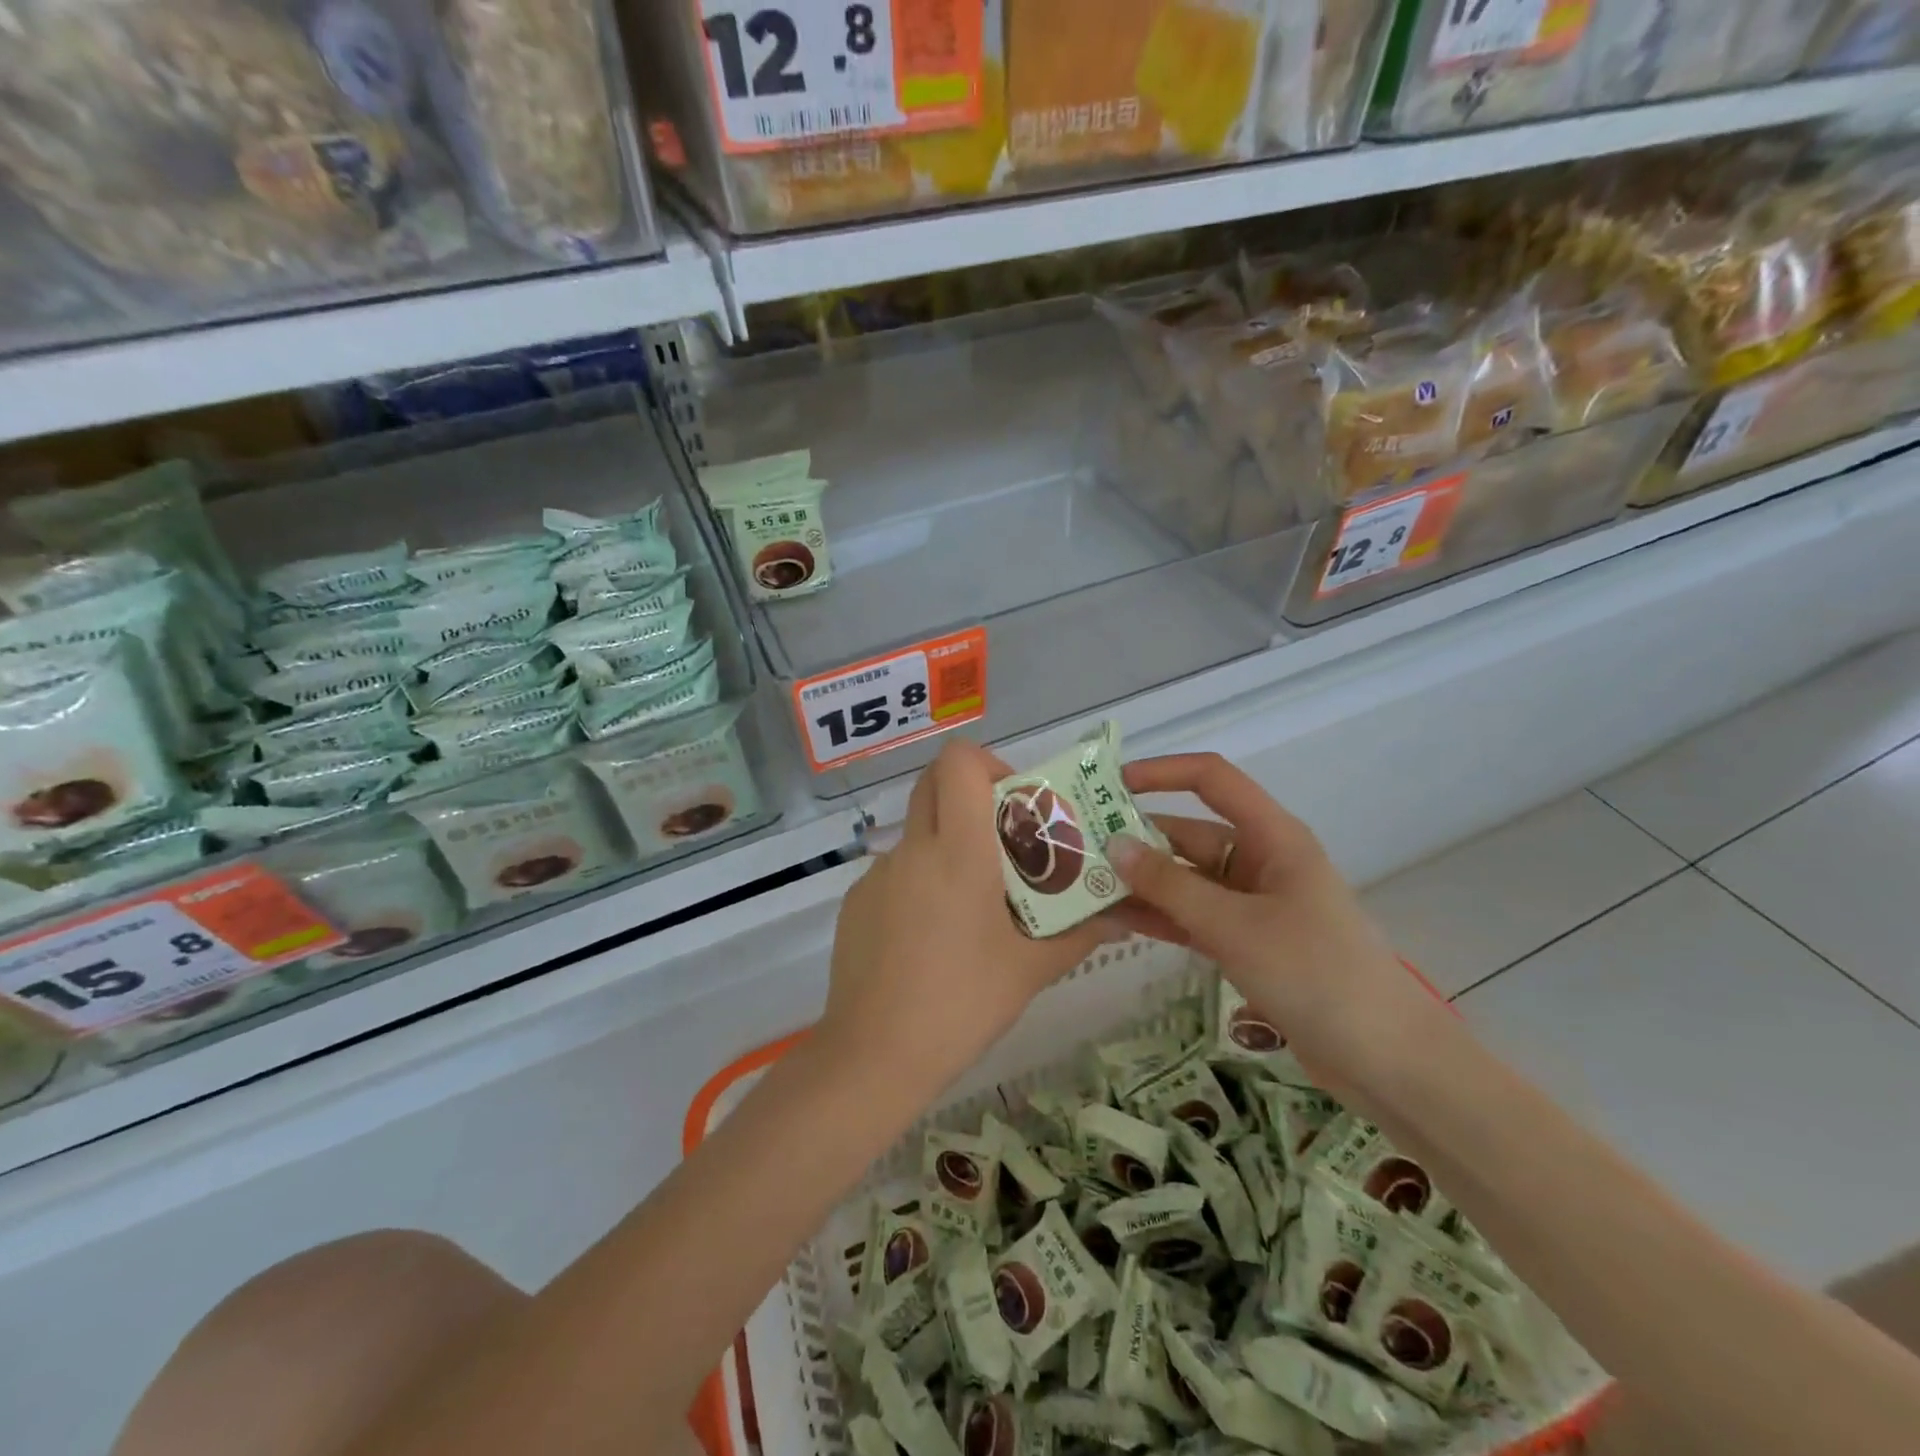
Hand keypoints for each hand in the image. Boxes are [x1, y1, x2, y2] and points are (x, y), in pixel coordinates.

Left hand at [820, 740, 1118, 1090]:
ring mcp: (877, 874)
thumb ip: (1080, 933)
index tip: (1014, 804)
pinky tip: (931, 940)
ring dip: (947, 847)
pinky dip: (919, 885)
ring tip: (972, 909)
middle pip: (933, 783)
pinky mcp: (855, 902)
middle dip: (970, 797)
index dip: (987, 765)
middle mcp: (912, 848)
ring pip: (917, 833)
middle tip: (1002, 842)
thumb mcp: (1030, 969)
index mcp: (958, 851)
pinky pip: (895, 873)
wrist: (874, 1055)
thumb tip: (1121, 917)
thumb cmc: (962, 1004)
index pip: (958, 761)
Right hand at [1105, 753, 1455, 1108]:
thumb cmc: (1315, 973)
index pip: (1212, 780)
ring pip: (1186, 880)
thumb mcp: (1234, 926)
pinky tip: (1116, 922)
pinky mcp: (1247, 942)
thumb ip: (1170, 886)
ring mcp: (1252, 904)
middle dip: (1136, 840)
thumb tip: (1113, 846)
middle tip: (1076, 850)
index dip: (1162, 772)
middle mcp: (1259, 860)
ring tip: (1084, 888)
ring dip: (1141, 884)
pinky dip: (1160, 917)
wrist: (1386, 1060)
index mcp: (1271, 837)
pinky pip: (1193, 917)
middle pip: (1188, 833)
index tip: (1109, 785)